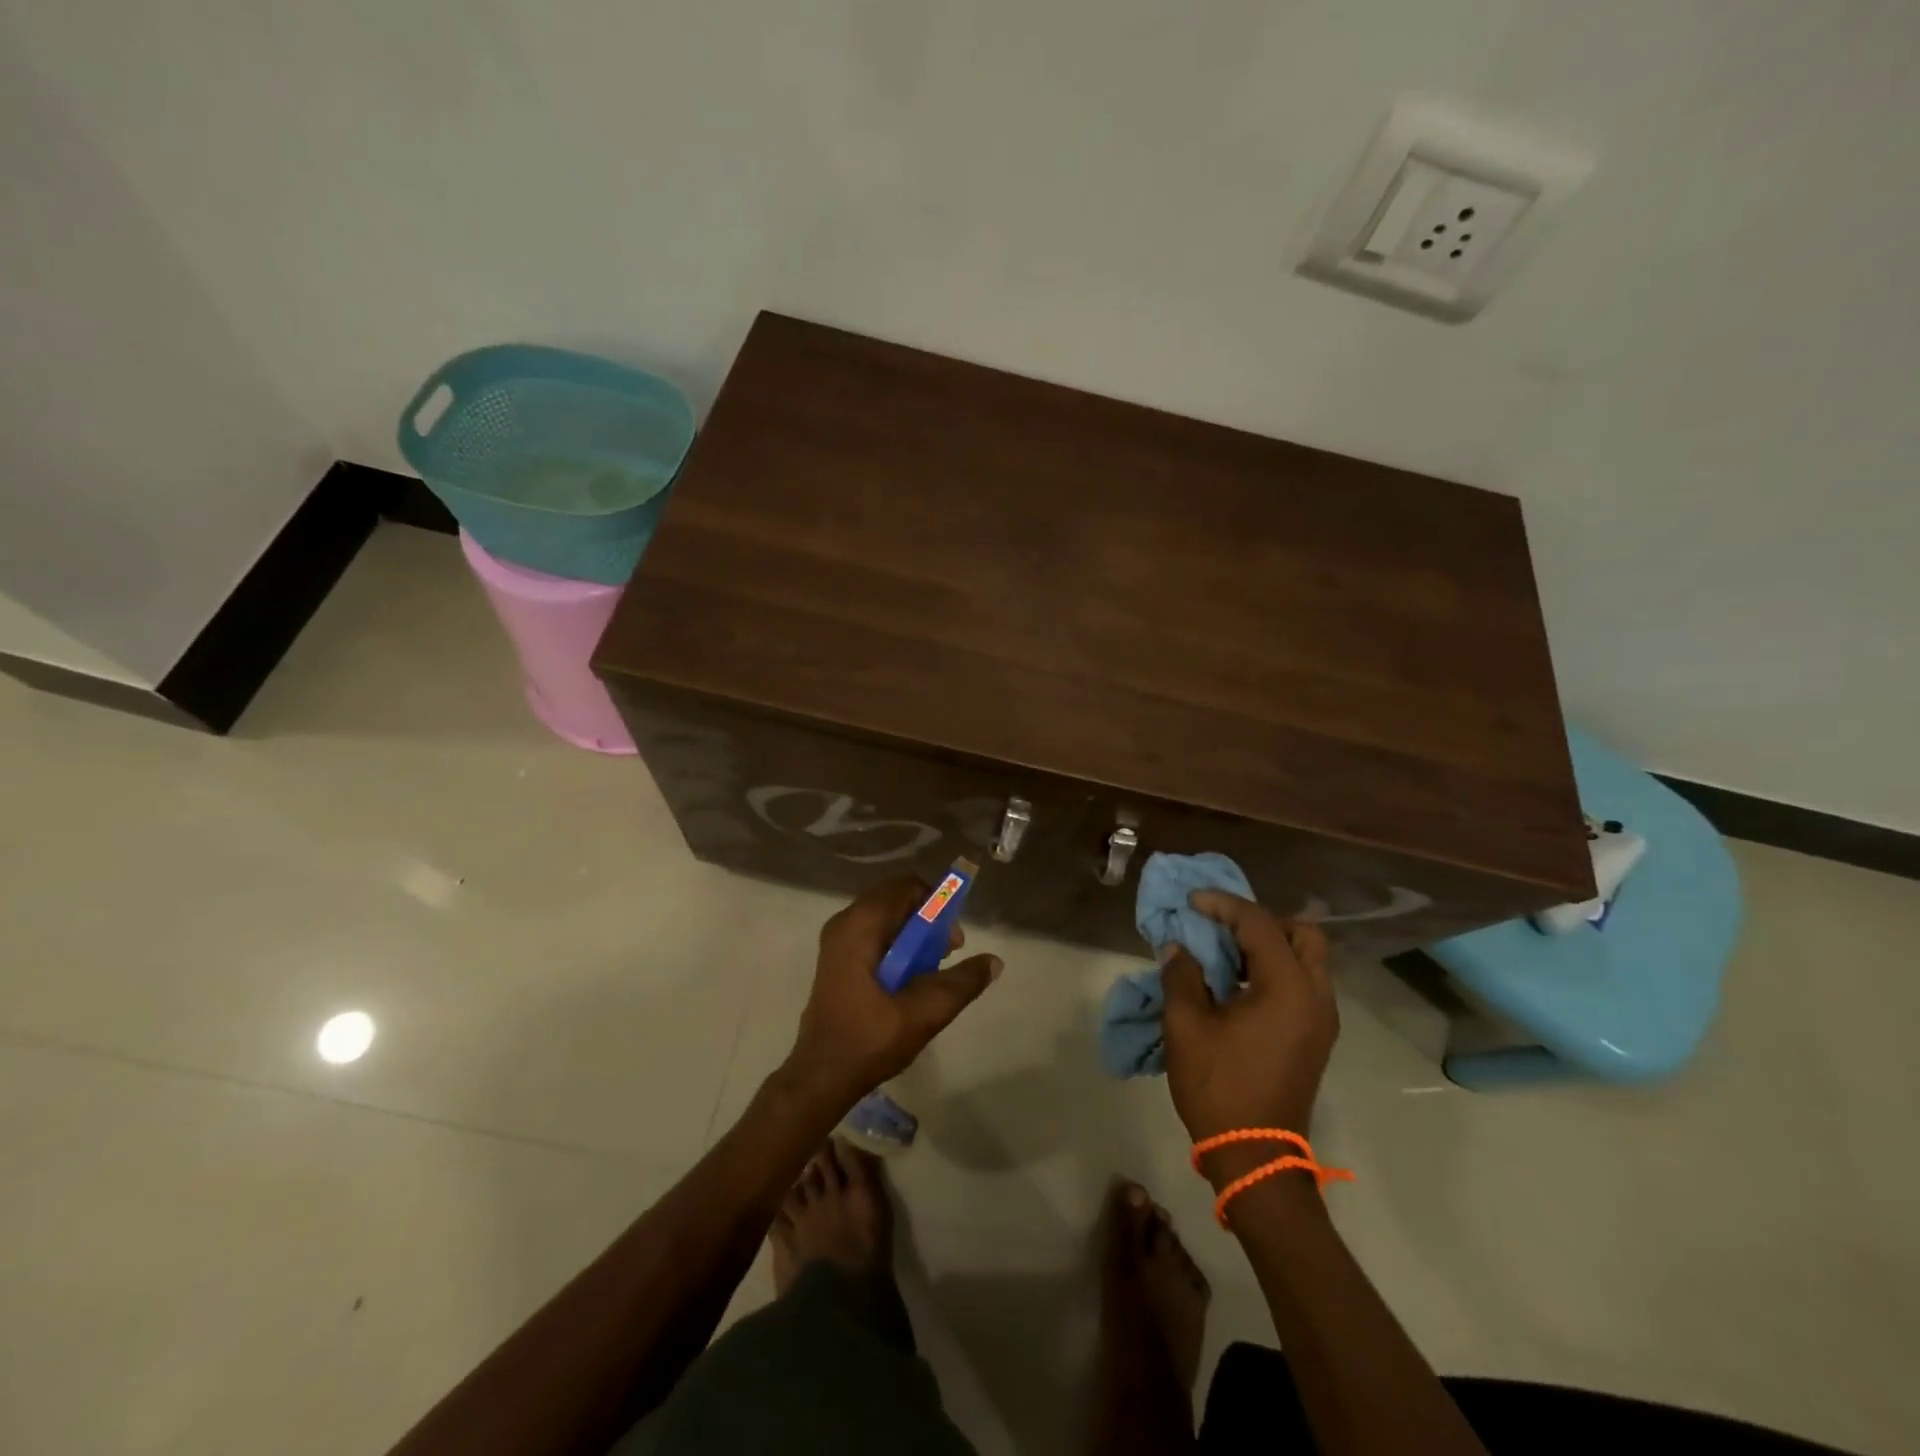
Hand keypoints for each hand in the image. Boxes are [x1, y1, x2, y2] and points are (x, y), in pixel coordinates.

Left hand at [785, 877, 1001, 1110]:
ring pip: (886, 918)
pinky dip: (897, 946)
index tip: (951, 940)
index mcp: (859, 925)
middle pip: (897, 900)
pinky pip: (875, 935)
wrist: (820, 1077)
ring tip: (931, 971)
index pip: (907, 887)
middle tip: (945, 955)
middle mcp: (845, 922)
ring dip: (914, 936)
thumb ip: (961, 983)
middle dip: (928, 921)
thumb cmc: (869, 1040)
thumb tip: (994, 961)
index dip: (937, 905)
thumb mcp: (923, 1013)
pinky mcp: (838, 959)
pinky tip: (908, 981)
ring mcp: (837, 940)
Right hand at [1161, 892, 1336, 1144]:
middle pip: (1303, 933)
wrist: (1255, 1156)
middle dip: (1260, 920)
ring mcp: (1321, 1018)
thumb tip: (1178, 948)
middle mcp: (1316, 997)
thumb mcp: (1186, 1025)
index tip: (1191, 901)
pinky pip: (1303, 982)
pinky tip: (1240, 981)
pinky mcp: (1315, 1036)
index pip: (1260, 924)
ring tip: (1227, 951)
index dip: (1224, 905)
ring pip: (1308, 957)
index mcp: (1288, 989)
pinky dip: (1275, 968)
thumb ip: (1182, 976)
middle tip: (1222, 925)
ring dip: (1270, 944)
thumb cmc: (1219, 1086)